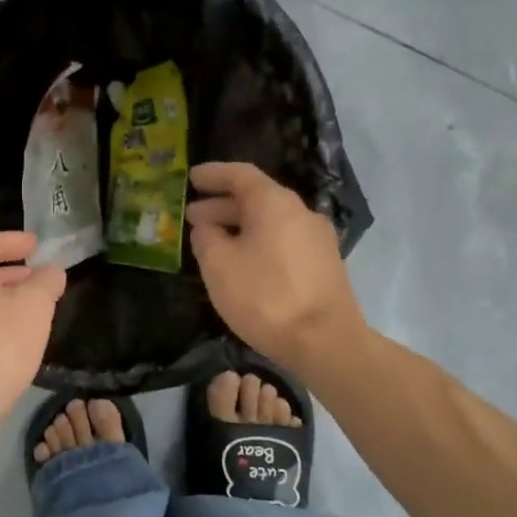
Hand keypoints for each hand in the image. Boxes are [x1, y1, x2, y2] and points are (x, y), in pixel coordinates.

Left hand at [0, 231, 66, 413]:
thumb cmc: (0, 342)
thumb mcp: (35, 305)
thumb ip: (46, 281)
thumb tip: (51, 271)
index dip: (12, 241)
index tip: (35, 244)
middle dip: (10, 271)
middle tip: (36, 275)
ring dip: (3, 297)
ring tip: (32, 305)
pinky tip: (15, 335)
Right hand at [187, 162, 362, 367]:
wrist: (325, 341)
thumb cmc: (265, 296)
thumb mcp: (218, 265)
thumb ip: (206, 238)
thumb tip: (207, 228)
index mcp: (274, 203)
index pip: (240, 175)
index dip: (213, 174)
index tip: (191, 177)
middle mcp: (300, 212)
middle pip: (256, 199)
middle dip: (222, 205)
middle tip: (192, 216)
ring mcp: (317, 239)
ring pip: (270, 222)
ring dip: (239, 227)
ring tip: (212, 242)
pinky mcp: (324, 264)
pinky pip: (282, 241)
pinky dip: (257, 242)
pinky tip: (241, 263)